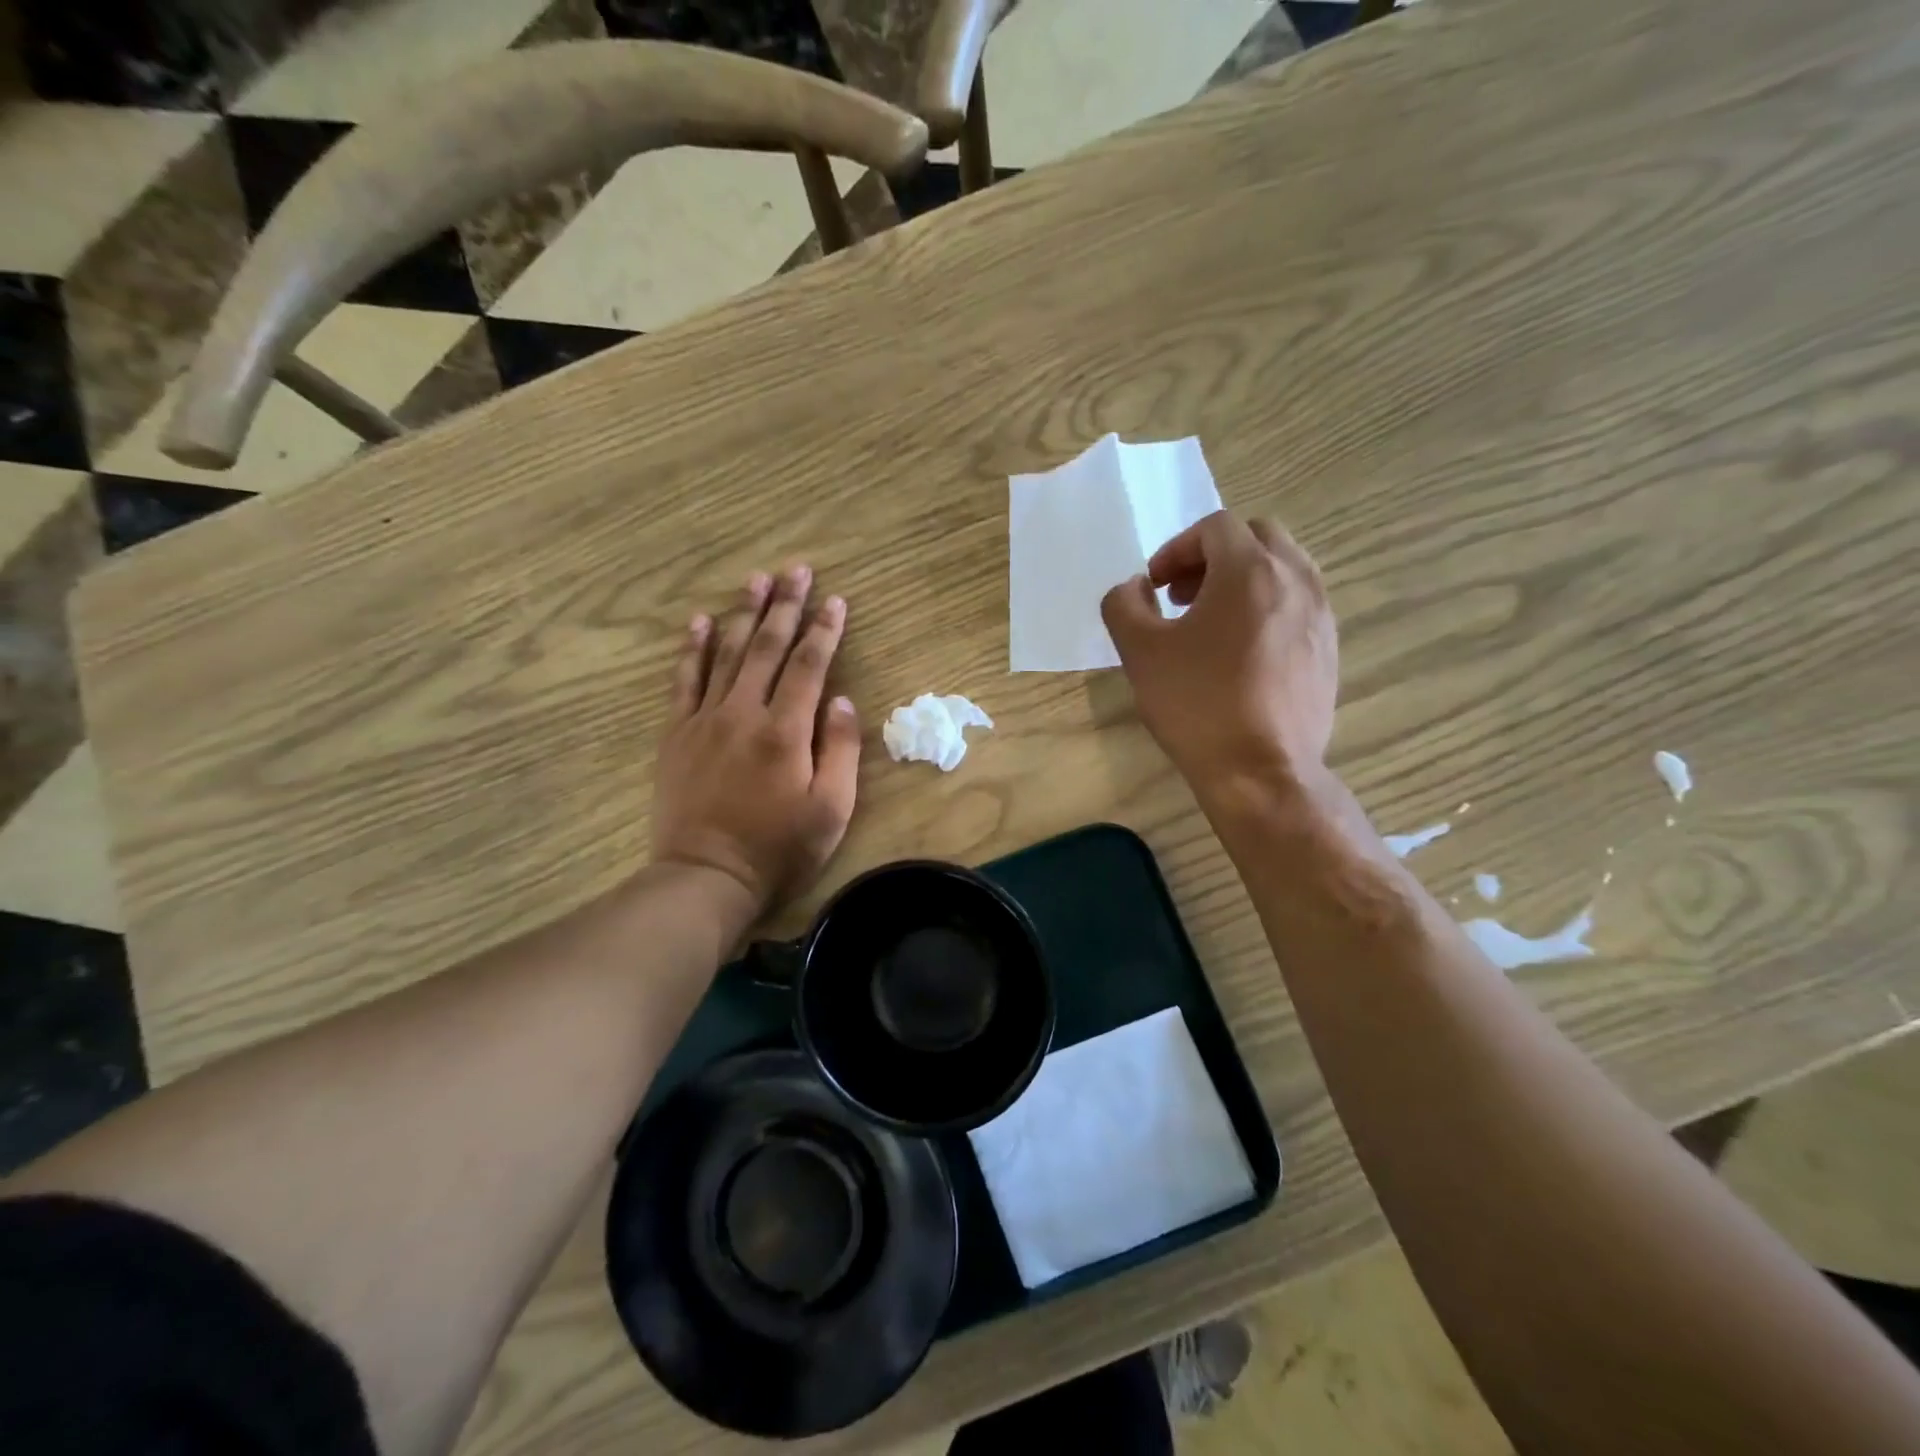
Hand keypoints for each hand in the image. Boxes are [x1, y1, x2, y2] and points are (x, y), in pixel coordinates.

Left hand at [652, 567, 860, 912]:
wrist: (706, 876)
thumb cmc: (779, 849)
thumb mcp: (831, 809)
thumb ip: (839, 750)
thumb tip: (840, 700)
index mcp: (786, 730)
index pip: (811, 666)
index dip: (825, 630)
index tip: (836, 600)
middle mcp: (744, 713)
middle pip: (768, 647)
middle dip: (786, 606)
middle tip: (797, 569)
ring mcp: (705, 720)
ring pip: (727, 654)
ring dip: (743, 614)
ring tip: (756, 579)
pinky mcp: (677, 734)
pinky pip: (684, 680)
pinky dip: (692, 649)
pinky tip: (698, 622)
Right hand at [1100, 511, 1337, 797]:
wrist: (1260, 771)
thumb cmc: (1197, 704)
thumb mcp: (1139, 652)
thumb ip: (1124, 604)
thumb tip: (1135, 588)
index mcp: (1250, 570)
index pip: (1215, 527)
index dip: (1177, 548)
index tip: (1155, 585)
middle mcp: (1295, 579)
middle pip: (1256, 537)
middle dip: (1213, 556)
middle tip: (1183, 595)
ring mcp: (1320, 614)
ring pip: (1284, 568)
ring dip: (1243, 579)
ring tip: (1212, 622)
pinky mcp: (1329, 648)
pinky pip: (1298, 604)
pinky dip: (1268, 606)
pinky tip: (1241, 653)